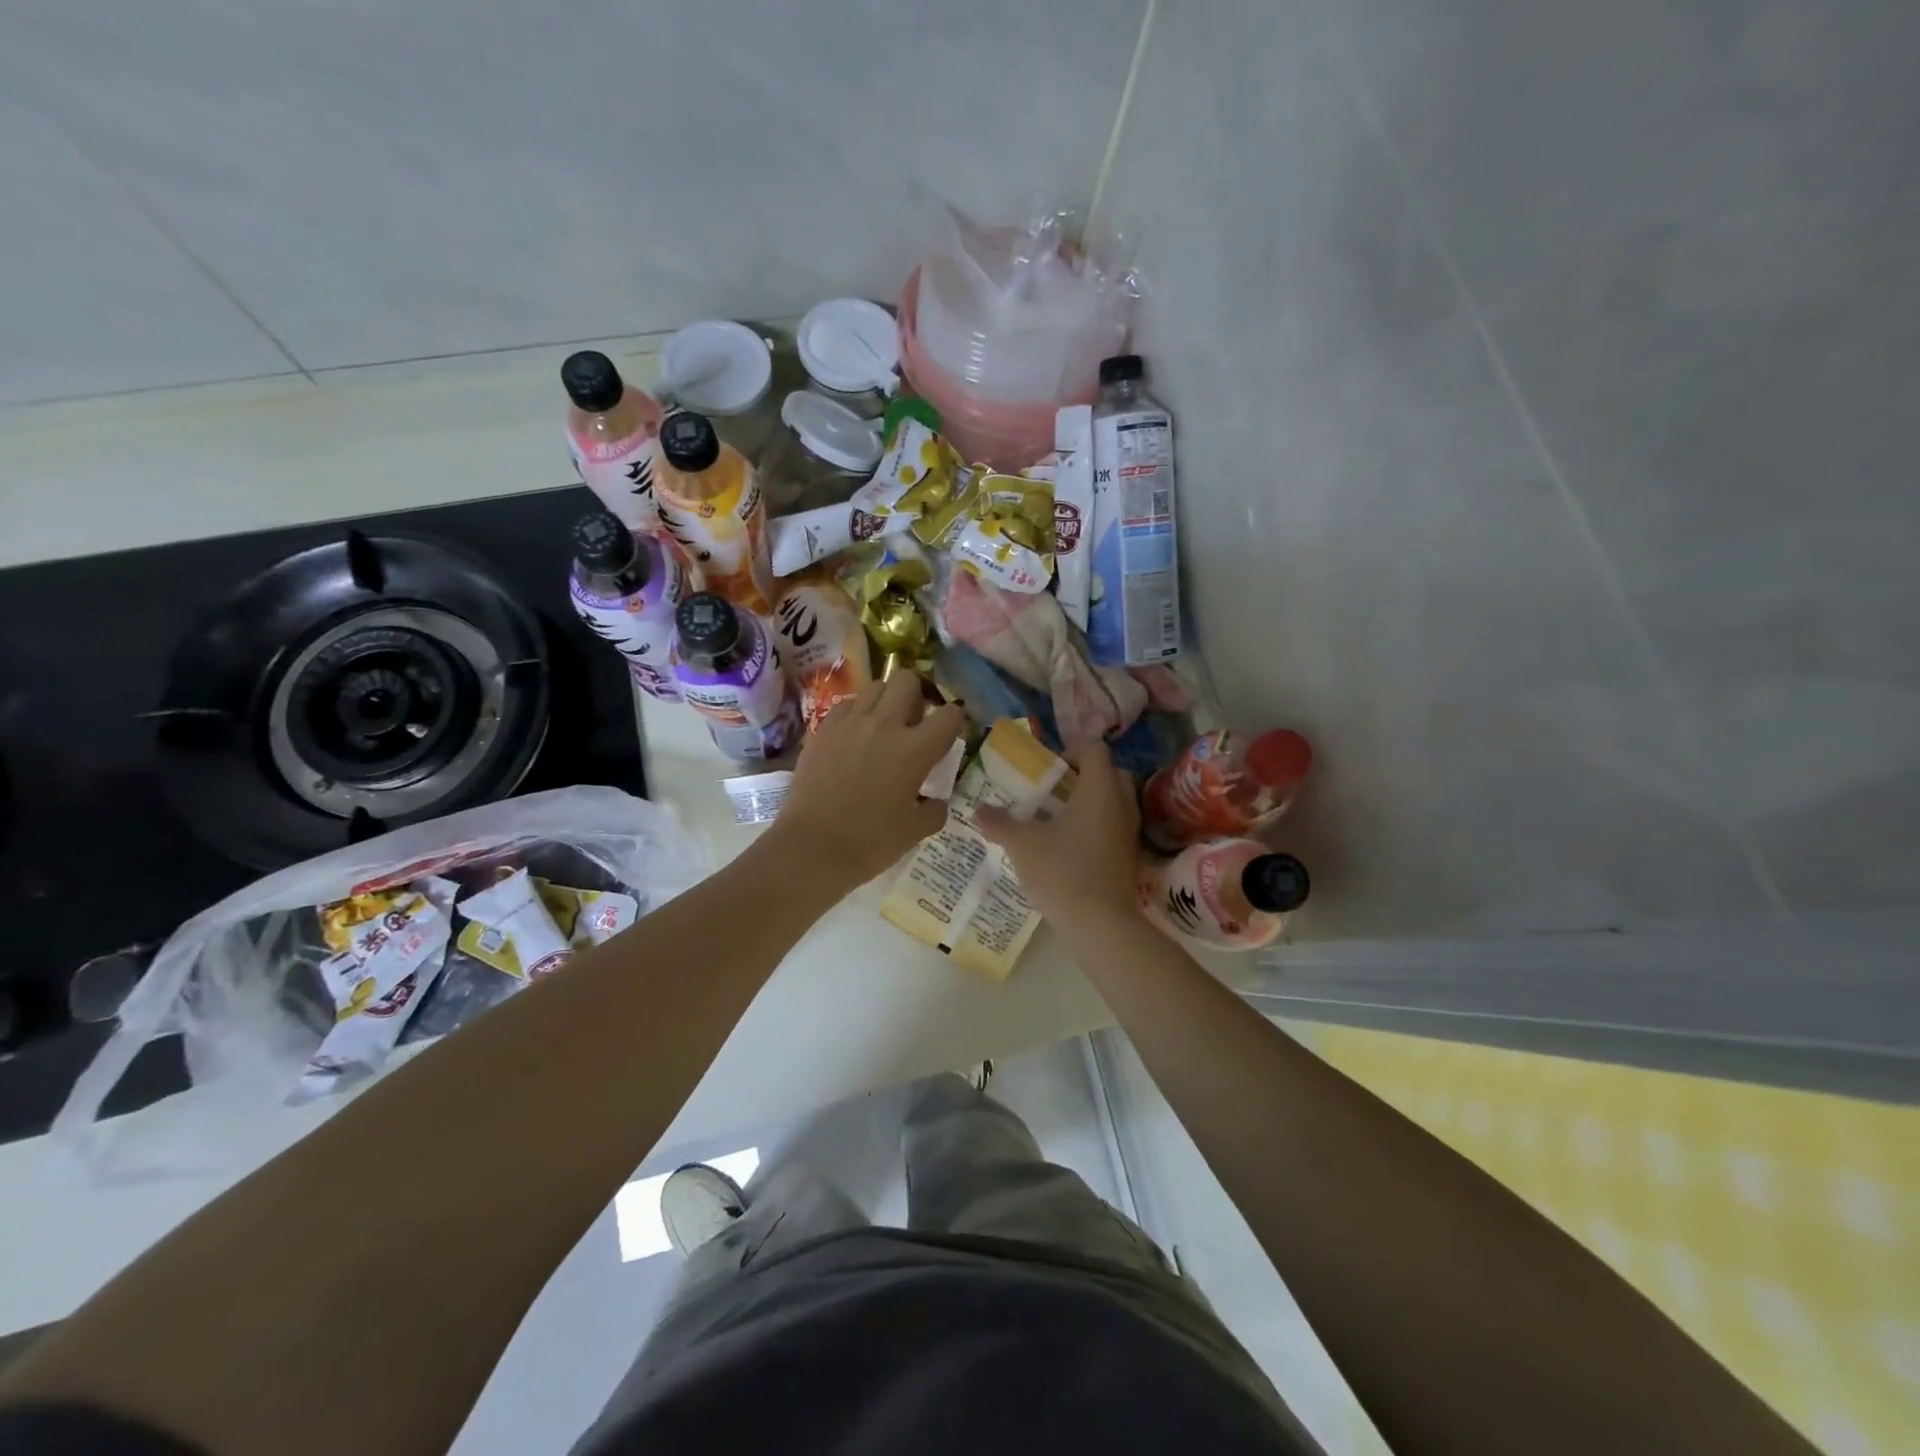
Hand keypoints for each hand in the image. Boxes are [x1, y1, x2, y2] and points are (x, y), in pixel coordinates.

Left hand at [773, 673, 964, 887]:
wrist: (812, 848)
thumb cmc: (871, 842)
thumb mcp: (915, 830)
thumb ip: (934, 809)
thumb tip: (935, 800)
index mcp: (915, 749)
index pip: (949, 714)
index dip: (954, 721)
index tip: (948, 735)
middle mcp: (884, 725)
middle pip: (908, 680)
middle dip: (917, 695)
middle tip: (914, 721)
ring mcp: (849, 723)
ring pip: (875, 687)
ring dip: (886, 700)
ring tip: (883, 725)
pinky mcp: (822, 730)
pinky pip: (846, 706)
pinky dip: (856, 713)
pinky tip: (854, 736)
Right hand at [976, 739, 1140, 931]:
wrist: (1100, 925)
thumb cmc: (1062, 872)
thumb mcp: (1022, 845)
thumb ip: (999, 823)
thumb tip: (979, 810)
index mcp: (1099, 790)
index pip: (1095, 749)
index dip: (1071, 750)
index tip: (1048, 769)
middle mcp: (1121, 804)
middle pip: (1111, 773)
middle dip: (1084, 776)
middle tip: (1055, 790)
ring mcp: (1129, 833)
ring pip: (1115, 802)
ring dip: (1091, 803)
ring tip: (1057, 819)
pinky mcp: (1128, 857)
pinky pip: (1114, 828)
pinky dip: (1096, 828)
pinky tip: (1069, 847)